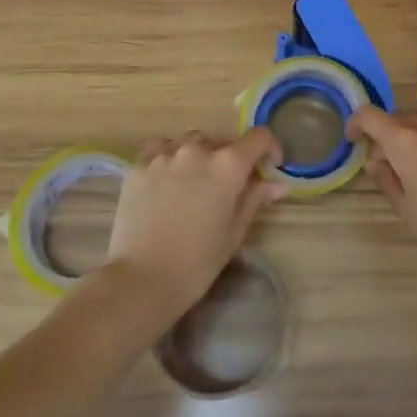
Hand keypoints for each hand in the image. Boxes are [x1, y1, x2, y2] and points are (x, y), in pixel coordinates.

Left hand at [105, 129, 286, 318]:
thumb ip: (254, 199)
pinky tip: (168, 180)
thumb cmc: (197, 262)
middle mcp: (197, 150)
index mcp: (228, 165)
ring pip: (190, 142)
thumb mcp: (234, 233)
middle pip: (222, 141)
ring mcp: (165, 154)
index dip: (269, 148)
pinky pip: (161, 149)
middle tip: (227, 185)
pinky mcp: (139, 165)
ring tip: (195, 182)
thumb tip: (277, 184)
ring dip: (200, 155)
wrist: (141, 279)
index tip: (269, 165)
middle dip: (231, 158)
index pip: (258, 137)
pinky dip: (170, 157)